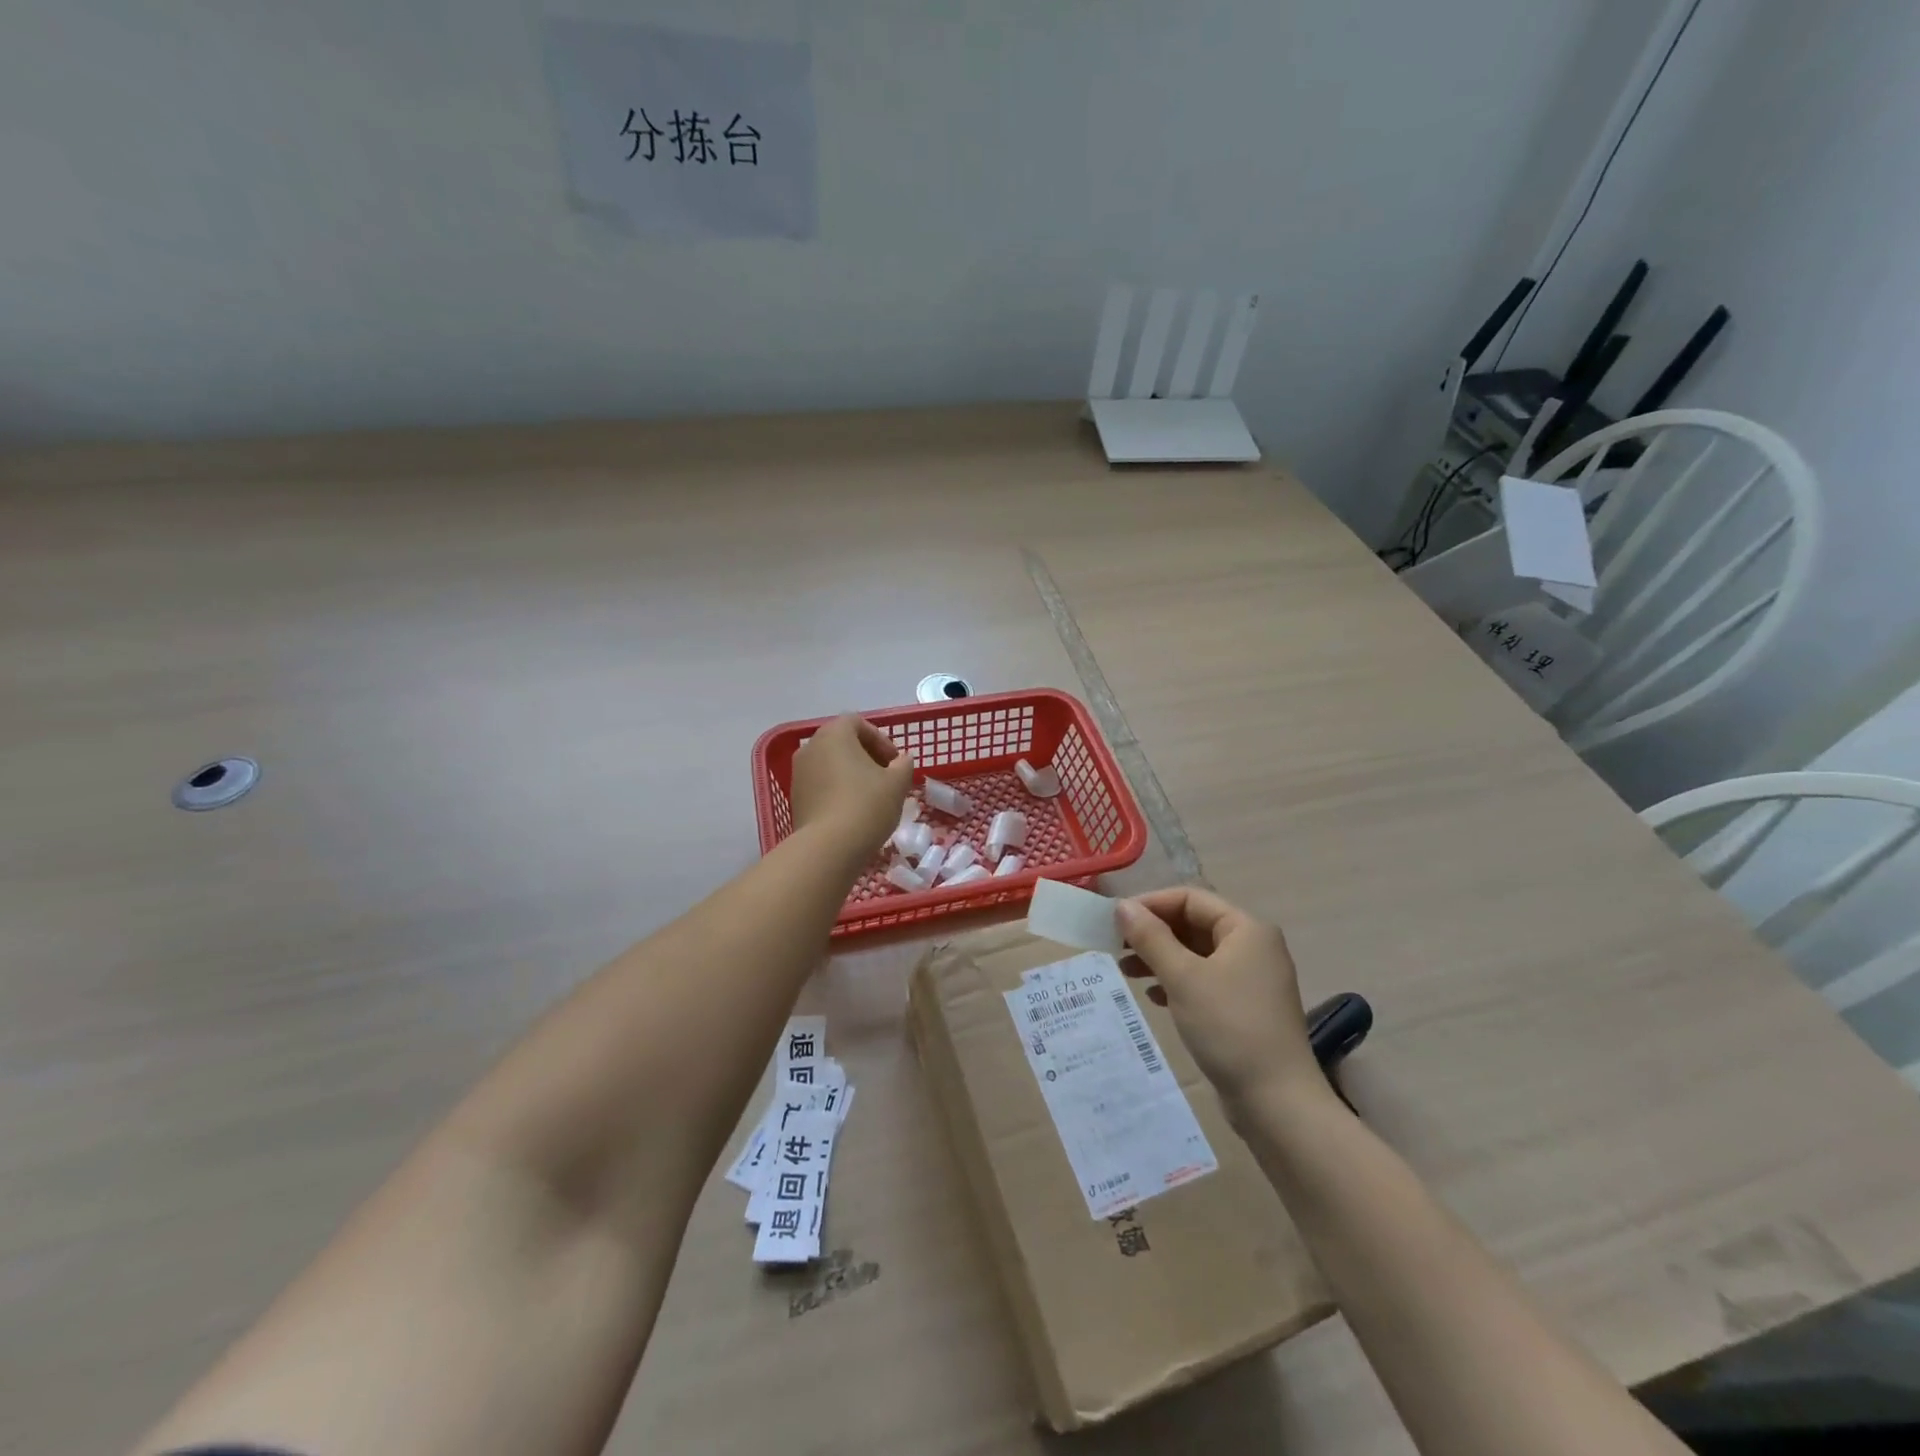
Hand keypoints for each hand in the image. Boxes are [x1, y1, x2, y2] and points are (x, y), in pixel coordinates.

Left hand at [789, 714, 912, 856]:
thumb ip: (903, 765)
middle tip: (886, 777)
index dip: (881, 739)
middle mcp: (810, 747)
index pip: (858, 723)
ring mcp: (798, 773)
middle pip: (842, 742)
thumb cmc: (867, 805)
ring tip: (871, 796)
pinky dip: (837, 790)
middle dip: (866, 756)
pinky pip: (820, 784)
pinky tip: (853, 811)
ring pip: (830, 764)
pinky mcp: (795, 798)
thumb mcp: (897, 783)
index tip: (895, 762)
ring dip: (851, 774)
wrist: (828, 848)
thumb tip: (902, 760)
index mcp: (834, 734)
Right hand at [1116, 888, 1327, 1116]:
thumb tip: (1122, 906)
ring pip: (1196, 954)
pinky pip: (1204, 980)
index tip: (1115, 920)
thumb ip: (1150, 937)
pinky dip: (1176, 982)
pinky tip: (1153, 997)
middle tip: (1114, 945)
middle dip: (1153, 932)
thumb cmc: (1229, 1026)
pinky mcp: (1244, 1008)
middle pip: (1193, 924)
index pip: (1190, 898)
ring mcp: (1251, 979)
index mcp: (1246, 929)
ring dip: (1160, 957)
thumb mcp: (1183, 977)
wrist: (1276, 1101)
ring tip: (1125, 971)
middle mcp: (1252, 946)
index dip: (1151, 904)